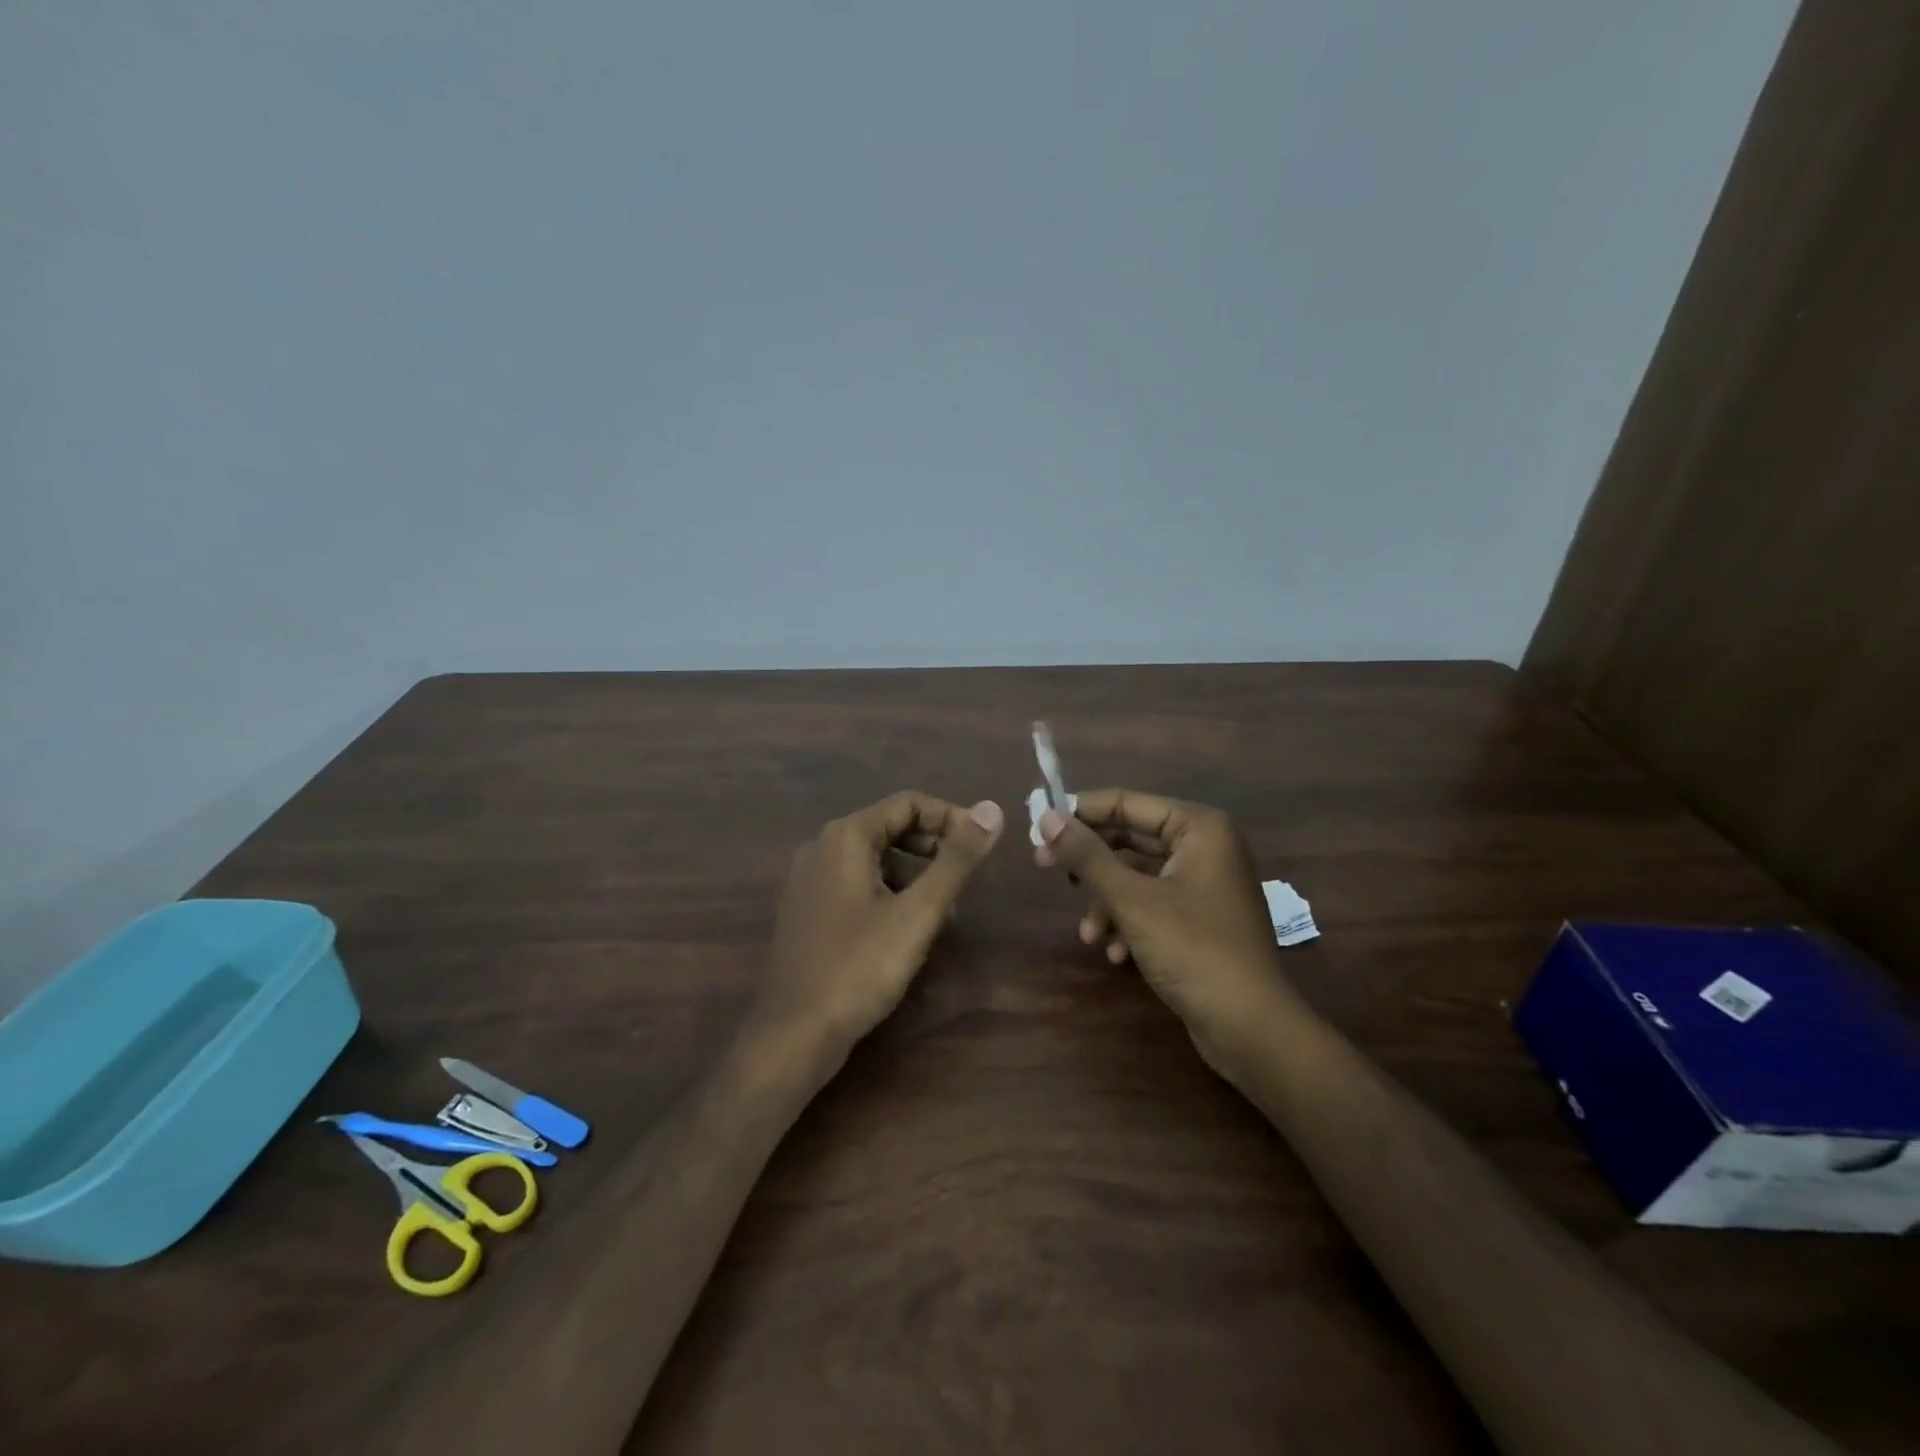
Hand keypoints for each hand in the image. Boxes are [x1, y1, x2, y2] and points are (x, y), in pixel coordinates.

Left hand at [747, 790, 1004, 1066]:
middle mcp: (822, 847)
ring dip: (914, 871)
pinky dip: (888, 891)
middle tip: (966, 879)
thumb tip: (992, 809)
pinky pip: (856, 882)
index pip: (908, 803)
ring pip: (875, 857)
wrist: (793, 1035)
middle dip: (934, 845)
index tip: (982, 847)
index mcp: (846, 837)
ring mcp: (809, 879)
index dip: (951, 818)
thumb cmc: (859, 968)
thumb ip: (956, 860)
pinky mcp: (808, 909)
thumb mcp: (918, 913)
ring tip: (944, 909)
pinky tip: (906, 927)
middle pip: (890, 826)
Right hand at [1035, 789, 1295, 1067]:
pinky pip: (1151, 903)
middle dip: (1090, 863)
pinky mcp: (1199, 917)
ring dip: (1106, 901)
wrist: (1251, 1029)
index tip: (1037, 824)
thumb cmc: (1194, 951)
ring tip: (1088, 933)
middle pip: (1129, 838)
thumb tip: (1045, 816)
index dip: (1080, 812)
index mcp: (1198, 828)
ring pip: (1136, 875)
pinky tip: (1115, 952)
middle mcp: (1204, 846)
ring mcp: (1203, 884)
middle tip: (1042, 865)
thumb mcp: (1132, 900)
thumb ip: (1087, 856)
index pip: (1127, 803)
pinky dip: (1128, 922)